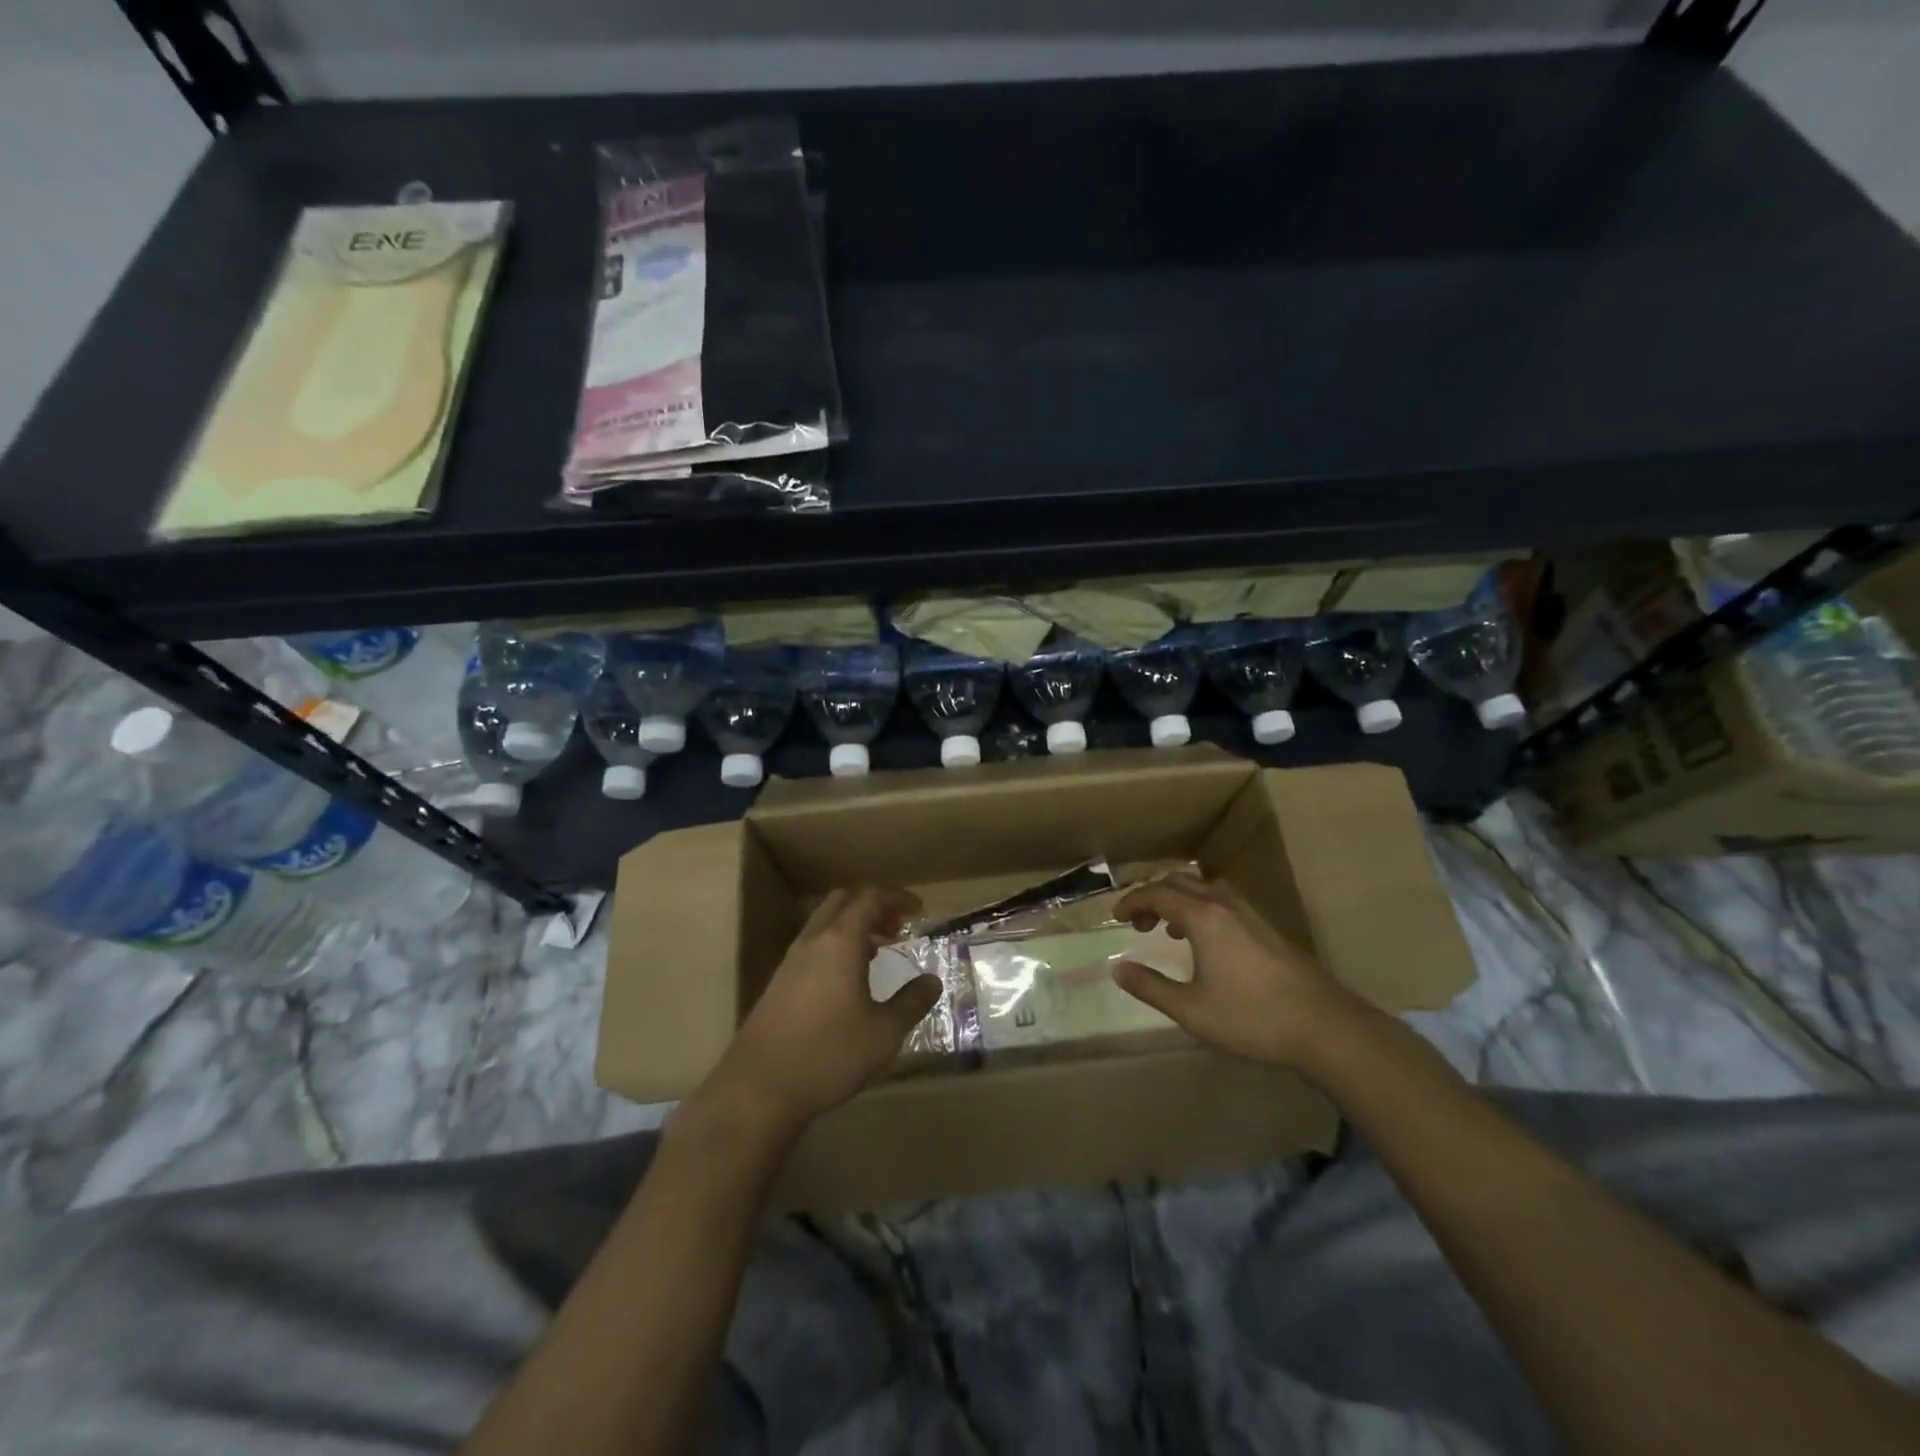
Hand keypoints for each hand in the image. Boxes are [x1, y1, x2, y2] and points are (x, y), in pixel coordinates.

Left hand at [694, 888, 939, 1139]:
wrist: (758, 1089)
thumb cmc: (829, 1054)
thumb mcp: (884, 1033)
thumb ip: (912, 1002)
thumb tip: (932, 980)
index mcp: (840, 941)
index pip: (870, 898)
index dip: (896, 897)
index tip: (919, 909)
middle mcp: (813, 942)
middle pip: (842, 902)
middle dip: (873, 906)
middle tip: (897, 927)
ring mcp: (790, 962)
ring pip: (824, 924)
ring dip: (853, 927)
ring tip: (879, 952)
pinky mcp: (778, 984)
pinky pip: (813, 947)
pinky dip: (836, 947)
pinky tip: (849, 981)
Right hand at [1111, 874, 1375, 1072]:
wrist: (1324, 1026)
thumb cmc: (1251, 1018)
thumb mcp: (1191, 1010)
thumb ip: (1150, 987)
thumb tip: (1118, 969)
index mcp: (1202, 918)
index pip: (1157, 894)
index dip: (1131, 902)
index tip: (1115, 918)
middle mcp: (1224, 905)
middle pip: (1179, 882)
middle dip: (1153, 896)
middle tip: (1139, 924)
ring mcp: (1250, 914)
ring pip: (1204, 889)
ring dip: (1179, 900)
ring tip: (1169, 930)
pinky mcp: (1267, 929)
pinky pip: (1222, 902)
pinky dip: (1201, 909)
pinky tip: (1206, 944)